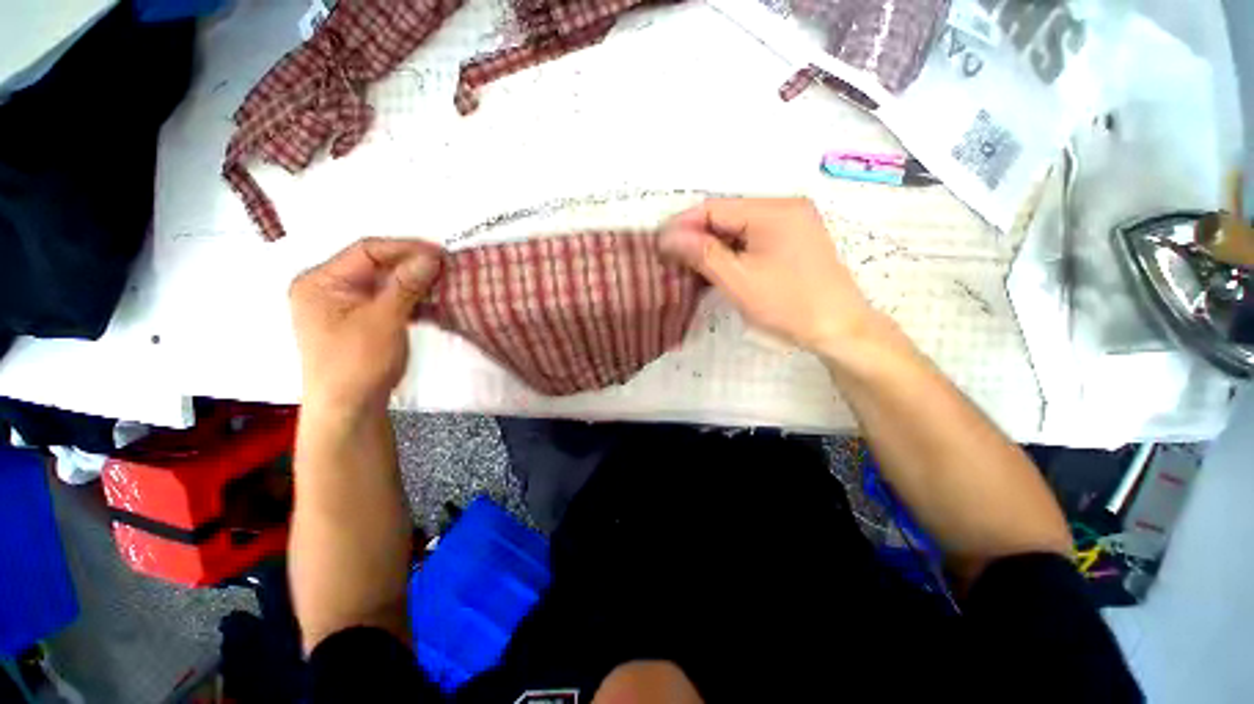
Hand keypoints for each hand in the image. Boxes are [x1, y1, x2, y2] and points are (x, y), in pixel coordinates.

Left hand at [290, 237, 443, 411]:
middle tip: (446, 266)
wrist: (350, 409)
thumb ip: (407, 284)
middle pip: (375, 265)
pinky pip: (387, 299)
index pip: (367, 250)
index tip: (440, 253)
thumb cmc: (358, 362)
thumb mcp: (384, 319)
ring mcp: (343, 305)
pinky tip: (432, 299)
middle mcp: (328, 288)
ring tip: (444, 280)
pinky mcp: (360, 320)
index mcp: (320, 281)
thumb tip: (432, 256)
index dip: (405, 248)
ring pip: (384, 283)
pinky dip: (410, 297)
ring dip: (414, 281)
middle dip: (411, 264)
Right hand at [659, 198, 874, 352]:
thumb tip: (667, 236)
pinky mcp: (793, 242)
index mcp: (772, 210)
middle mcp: (784, 208)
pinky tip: (716, 269)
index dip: (682, 225)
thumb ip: (701, 253)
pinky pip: (752, 241)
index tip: (659, 245)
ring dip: (712, 247)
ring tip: (688, 267)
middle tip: (671, 260)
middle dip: (696, 237)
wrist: (840, 329)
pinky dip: (731, 254)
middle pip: (726, 217)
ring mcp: (792, 225)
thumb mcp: (738, 280)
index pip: (714, 208)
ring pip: (738, 230)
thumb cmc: (788, 304)